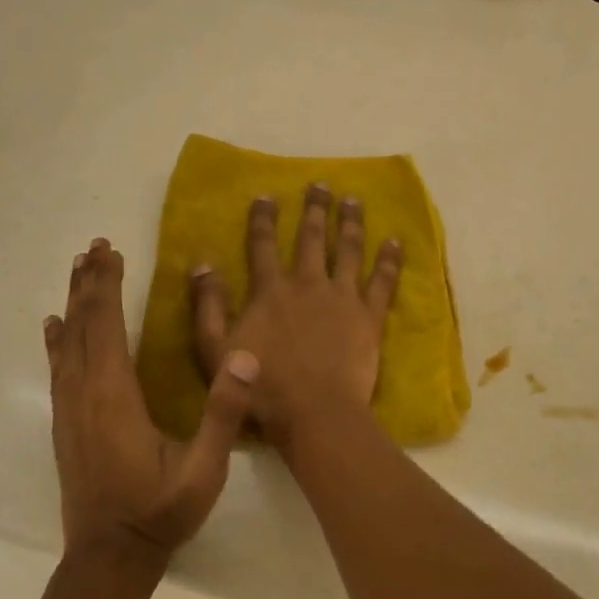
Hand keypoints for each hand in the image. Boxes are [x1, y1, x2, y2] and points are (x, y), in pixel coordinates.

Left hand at [45, 238, 256, 559]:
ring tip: (78, 269)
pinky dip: (55, 339)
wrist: (109, 558)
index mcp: (115, 397)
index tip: (111, 250)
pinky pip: (57, 367)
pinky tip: (53, 325)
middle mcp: (84, 394)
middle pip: (82, 325)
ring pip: (66, 342)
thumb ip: (223, 414)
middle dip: (89, 283)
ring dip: (72, 302)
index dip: (108, 287)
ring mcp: (69, 409)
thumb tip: (246, 358)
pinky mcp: (65, 423)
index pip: (107, 327)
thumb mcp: (204, 470)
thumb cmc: (160, 512)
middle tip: (94, 246)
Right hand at [189, 184, 403, 439]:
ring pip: (348, 250)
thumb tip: (202, 264)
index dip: (264, 219)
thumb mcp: (216, 351)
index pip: (263, 245)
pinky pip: (383, 282)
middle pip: (311, 239)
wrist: (314, 413)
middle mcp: (308, 284)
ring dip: (351, 223)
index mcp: (271, 291)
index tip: (267, 195)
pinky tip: (395, 241)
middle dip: (315, 209)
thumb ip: (208, 307)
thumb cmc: (262, 388)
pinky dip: (389, 260)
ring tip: (354, 200)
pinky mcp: (369, 316)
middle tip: (321, 185)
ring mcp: (342, 298)